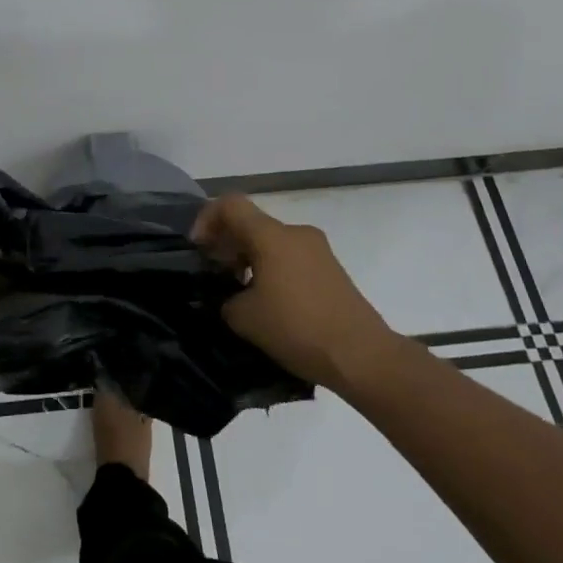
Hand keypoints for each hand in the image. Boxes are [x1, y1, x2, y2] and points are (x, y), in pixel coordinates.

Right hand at [193, 194, 393, 389]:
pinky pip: (292, 259)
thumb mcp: (246, 319)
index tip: (199, 249)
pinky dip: (274, 271)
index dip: (207, 219)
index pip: (231, 205)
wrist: (363, 356)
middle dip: (228, 244)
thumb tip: (232, 298)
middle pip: (252, 224)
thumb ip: (228, 300)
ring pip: (273, 243)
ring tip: (242, 294)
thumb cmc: (298, 328)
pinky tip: (271, 305)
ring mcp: (319, 251)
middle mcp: (296, 233)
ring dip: (251, 259)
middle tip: (216, 274)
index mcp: (272, 235)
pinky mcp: (333, 271)